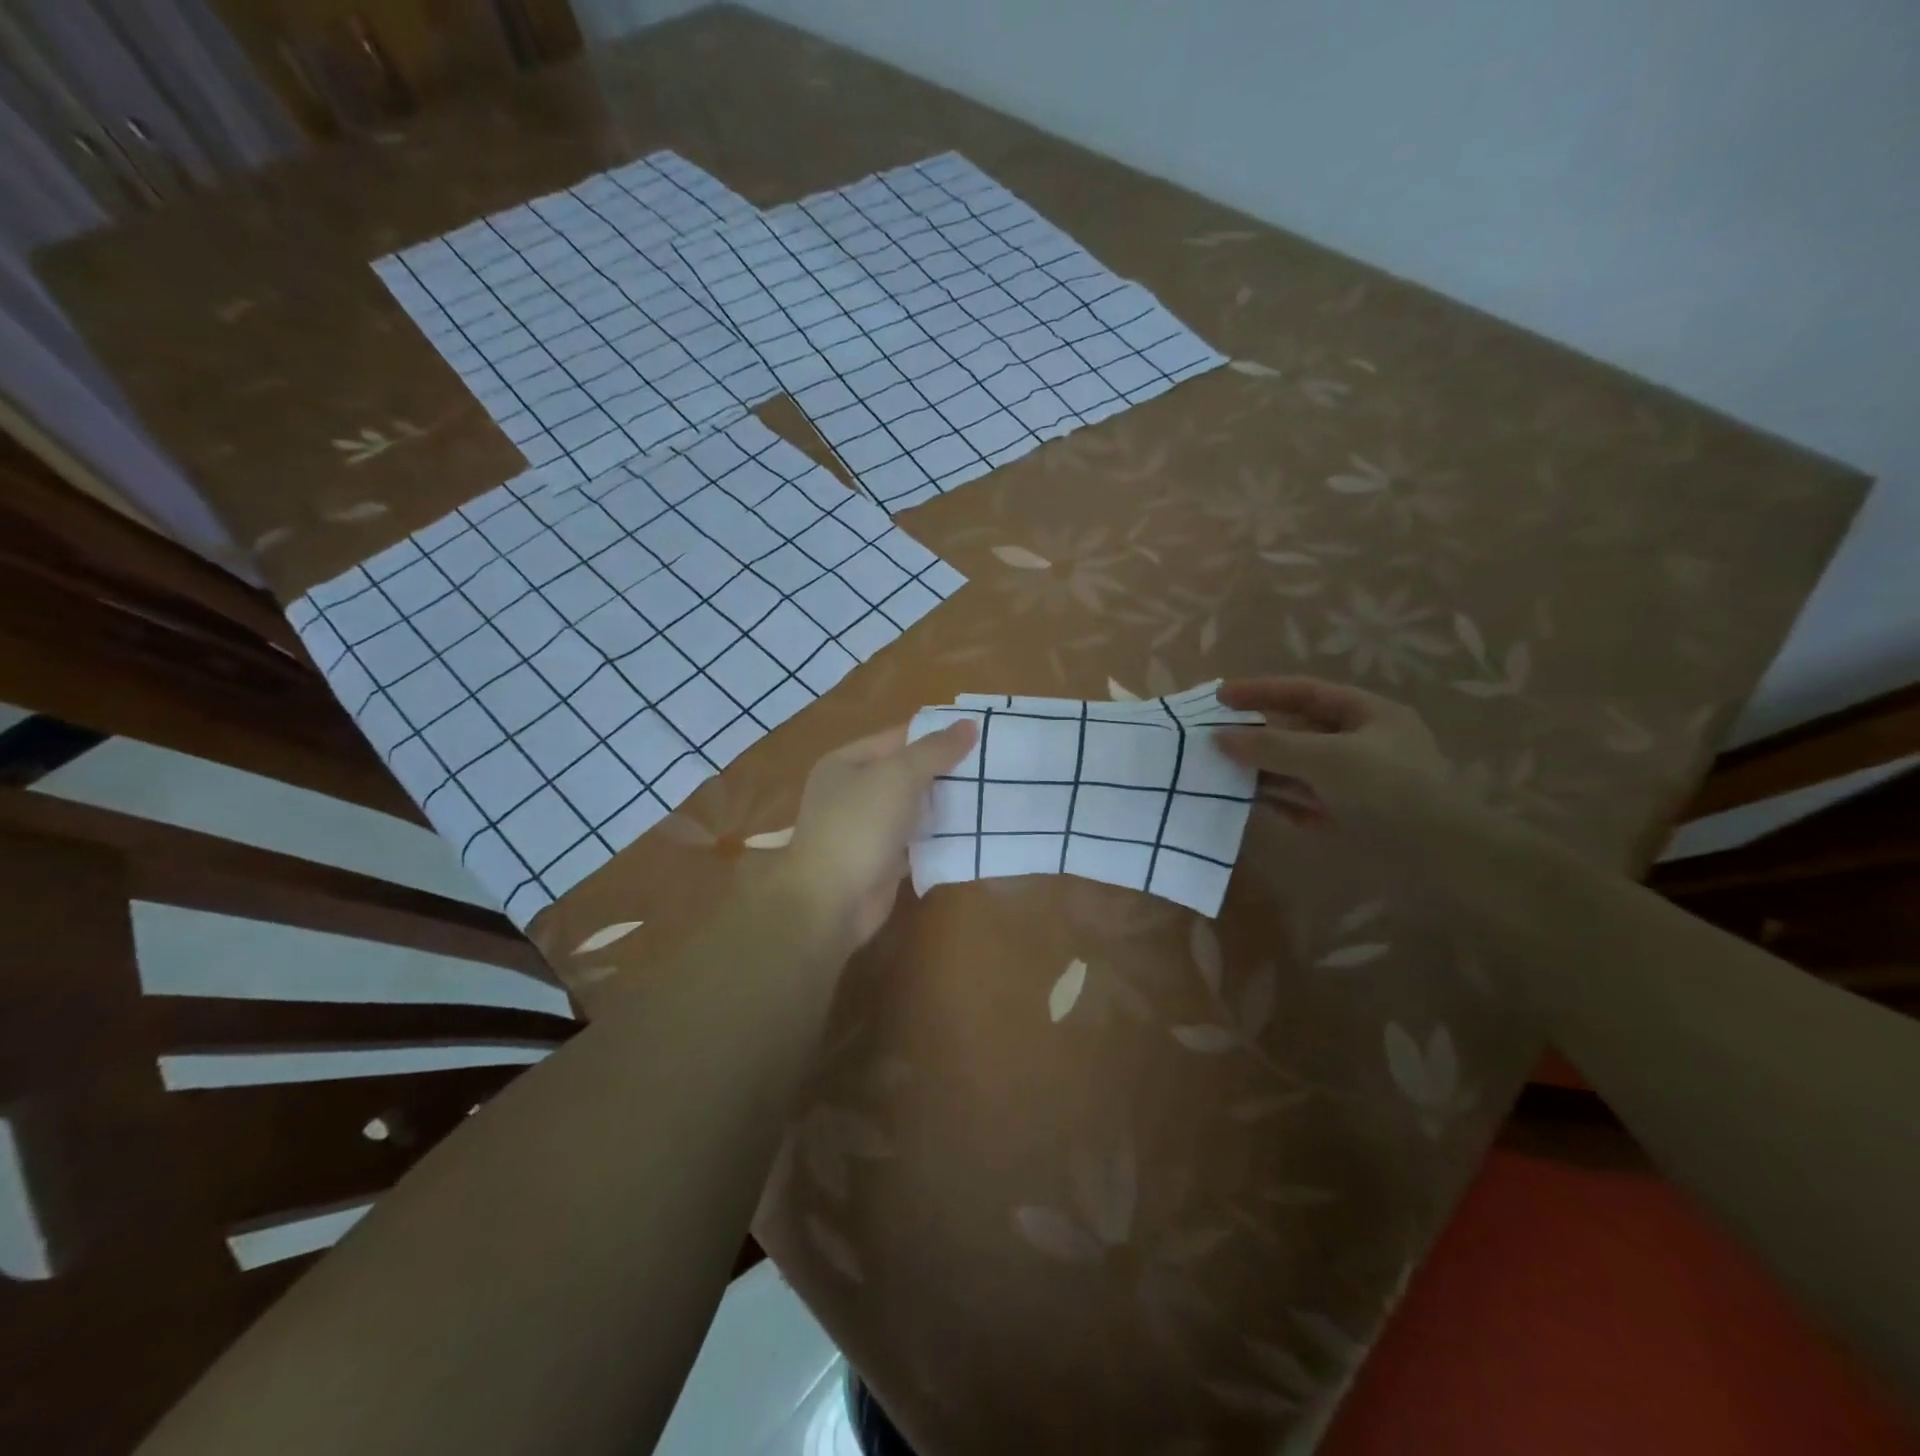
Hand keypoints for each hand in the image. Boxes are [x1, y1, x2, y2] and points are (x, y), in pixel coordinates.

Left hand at [782, 719, 978, 947]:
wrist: (831, 903)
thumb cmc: (859, 827)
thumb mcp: (898, 776)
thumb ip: (935, 750)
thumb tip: (969, 724)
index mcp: (846, 763)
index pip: (898, 738)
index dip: (936, 735)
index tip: (979, 735)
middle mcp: (852, 792)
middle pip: (906, 773)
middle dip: (945, 771)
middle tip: (992, 766)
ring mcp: (866, 829)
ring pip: (914, 808)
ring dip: (945, 805)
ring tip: (991, 794)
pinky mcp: (881, 861)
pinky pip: (916, 841)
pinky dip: (939, 838)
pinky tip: (972, 831)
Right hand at [1213, 677, 1453, 830]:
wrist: (1442, 862)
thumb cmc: (1387, 791)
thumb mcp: (1325, 758)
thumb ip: (1269, 745)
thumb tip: (1218, 737)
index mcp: (1368, 715)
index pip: (1304, 693)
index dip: (1260, 691)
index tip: (1218, 697)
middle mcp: (1361, 744)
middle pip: (1297, 731)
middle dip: (1256, 734)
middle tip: (1212, 739)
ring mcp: (1354, 783)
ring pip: (1296, 768)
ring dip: (1261, 770)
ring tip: (1219, 772)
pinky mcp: (1348, 818)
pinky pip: (1303, 801)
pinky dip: (1277, 801)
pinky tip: (1250, 804)